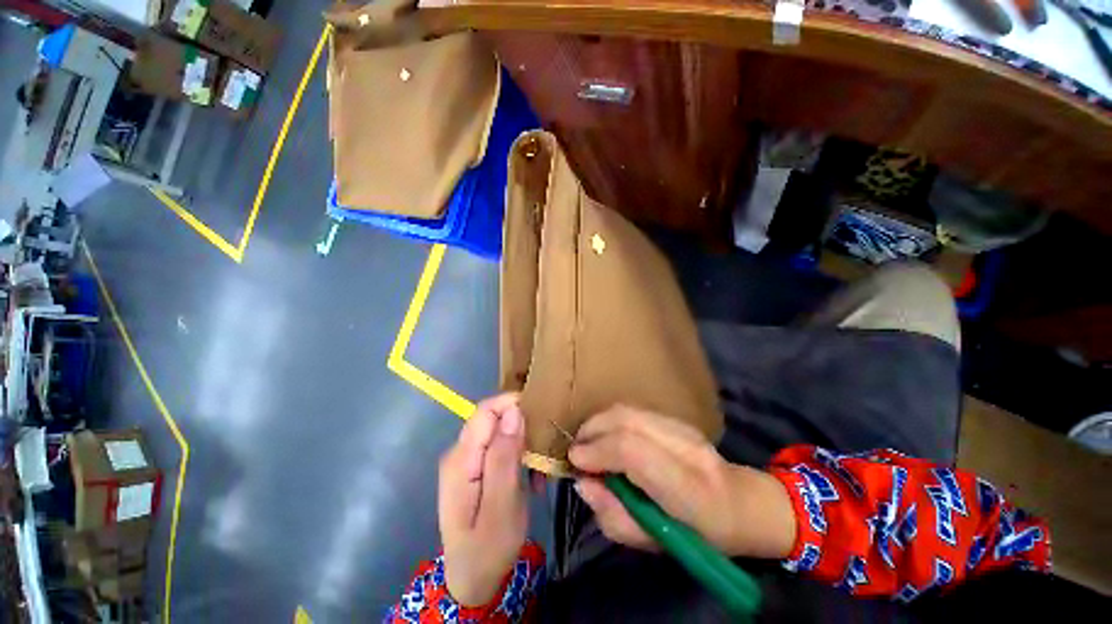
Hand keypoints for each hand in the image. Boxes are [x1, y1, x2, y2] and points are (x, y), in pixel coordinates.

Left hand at [438, 393, 527, 605]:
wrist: (471, 580)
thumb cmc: (488, 548)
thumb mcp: (502, 506)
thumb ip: (505, 456)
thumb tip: (513, 411)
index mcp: (462, 459)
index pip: (485, 411)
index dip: (512, 404)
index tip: (541, 415)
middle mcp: (460, 453)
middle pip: (492, 418)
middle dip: (521, 424)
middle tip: (545, 446)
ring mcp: (467, 461)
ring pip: (499, 431)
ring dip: (523, 442)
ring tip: (541, 467)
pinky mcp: (475, 468)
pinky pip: (499, 447)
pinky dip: (518, 454)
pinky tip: (530, 475)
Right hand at [568, 405, 795, 558]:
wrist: (741, 505)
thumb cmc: (699, 536)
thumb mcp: (654, 543)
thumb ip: (613, 515)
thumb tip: (582, 483)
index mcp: (687, 488)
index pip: (633, 450)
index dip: (598, 450)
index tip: (574, 461)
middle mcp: (686, 447)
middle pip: (626, 419)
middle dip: (592, 430)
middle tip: (575, 450)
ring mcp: (683, 426)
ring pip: (627, 410)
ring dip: (598, 422)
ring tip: (586, 442)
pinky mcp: (676, 418)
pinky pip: (633, 411)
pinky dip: (611, 420)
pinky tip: (605, 435)